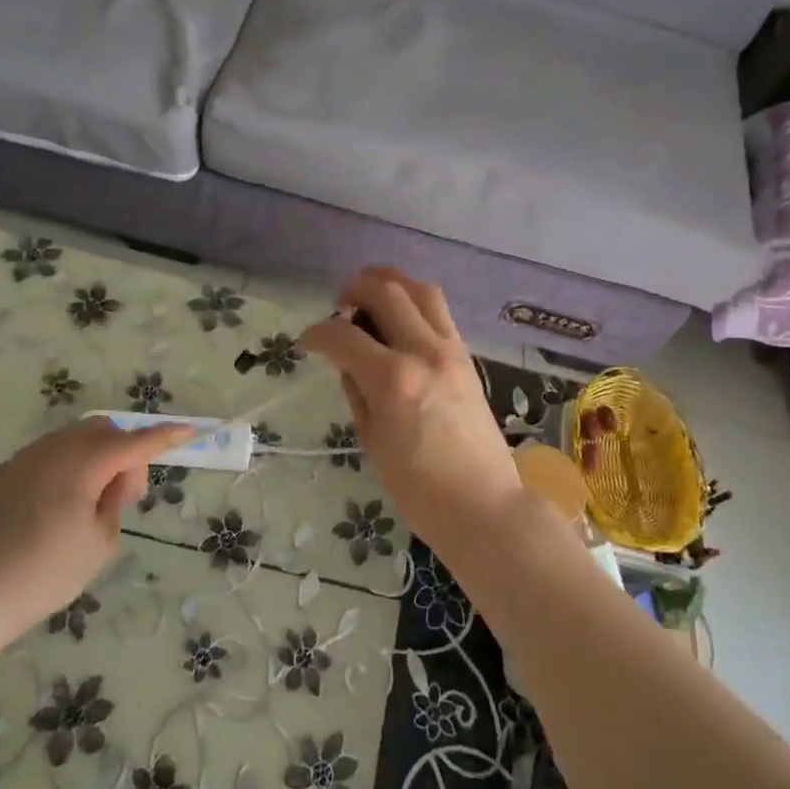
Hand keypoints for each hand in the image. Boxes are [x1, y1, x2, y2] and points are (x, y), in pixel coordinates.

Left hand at [0, 418, 193, 635]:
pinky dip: (73, 464)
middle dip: (127, 451)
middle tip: (128, 494)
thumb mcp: (99, 543)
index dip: (166, 436)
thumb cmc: (44, 574)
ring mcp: (24, 459)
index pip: (136, 442)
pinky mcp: (4, 474)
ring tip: (97, 501)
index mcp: (82, 464)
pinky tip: (67, 502)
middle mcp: (53, 450)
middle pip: (104, 430)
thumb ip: (115, 501)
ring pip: (75, 438)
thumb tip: (114, 480)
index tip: (191, 431)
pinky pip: (52, 453)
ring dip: (99, 456)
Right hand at [302, 267, 525, 560]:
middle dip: (355, 289)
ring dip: (392, 282)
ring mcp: (452, 352)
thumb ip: (357, 394)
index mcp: (393, 379)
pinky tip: (401, 319)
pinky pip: (440, 314)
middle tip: (339, 304)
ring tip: (371, 294)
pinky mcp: (468, 359)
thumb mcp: (372, 442)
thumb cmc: (418, 489)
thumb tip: (348, 364)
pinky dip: (416, 304)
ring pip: (422, 291)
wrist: (483, 505)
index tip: (306, 343)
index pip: (344, 336)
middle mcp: (424, 352)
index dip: (317, 334)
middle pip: (387, 292)